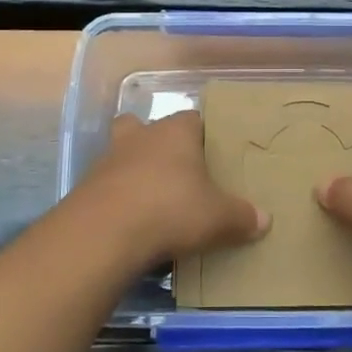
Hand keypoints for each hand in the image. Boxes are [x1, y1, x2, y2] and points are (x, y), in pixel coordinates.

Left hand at [64, 111, 267, 271]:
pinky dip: (118, 197)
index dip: (201, 133)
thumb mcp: (217, 218)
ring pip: (122, 153)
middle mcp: (140, 137)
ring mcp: (109, 159)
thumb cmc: (170, 209)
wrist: (104, 233)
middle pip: (145, 126)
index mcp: (175, 133)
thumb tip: (265, 220)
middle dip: (156, 143)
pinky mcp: (87, 187)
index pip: (192, 119)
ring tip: (151, 199)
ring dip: (133, 170)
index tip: (210, 153)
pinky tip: (130, 221)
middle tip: (173, 169)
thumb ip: (241, 216)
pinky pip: (107, 184)